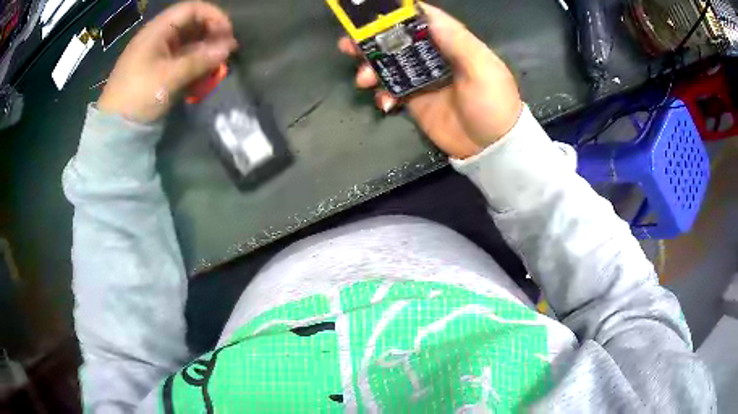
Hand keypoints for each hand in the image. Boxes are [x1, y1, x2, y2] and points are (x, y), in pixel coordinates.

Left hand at [98, 1, 237, 122]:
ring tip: (217, 64)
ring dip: (205, 50)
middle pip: (192, 24)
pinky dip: (195, 63)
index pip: (192, 9)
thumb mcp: (170, 77)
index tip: (228, 34)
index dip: (213, 16)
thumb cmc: (139, 95)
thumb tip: (229, 48)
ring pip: (188, 42)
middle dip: (211, 34)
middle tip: (226, 50)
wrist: (115, 127)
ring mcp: (158, 53)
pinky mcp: (158, 69)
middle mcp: (159, 36)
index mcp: (158, 30)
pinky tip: (204, 73)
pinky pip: (181, 58)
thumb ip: (200, 60)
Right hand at [339, 4, 522, 158]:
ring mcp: (422, 78)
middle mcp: (434, 55)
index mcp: (452, 42)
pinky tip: (385, 103)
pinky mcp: (415, 100)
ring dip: (371, 68)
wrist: (491, 148)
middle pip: (398, 40)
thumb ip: (457, 41)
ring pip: (389, 64)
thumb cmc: (492, 104)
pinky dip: (383, 95)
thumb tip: (428, 16)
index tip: (372, 13)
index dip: (398, 13)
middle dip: (373, 40)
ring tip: (363, 78)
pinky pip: (391, 91)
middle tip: (349, 44)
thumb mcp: (482, 69)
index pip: (423, 19)